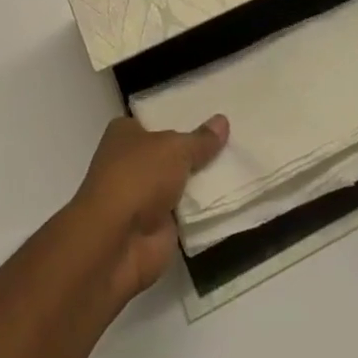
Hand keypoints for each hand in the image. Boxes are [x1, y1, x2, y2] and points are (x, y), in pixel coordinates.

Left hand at [69, 114, 228, 302]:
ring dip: (202, 182)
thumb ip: (200, 139)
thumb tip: (223, 120)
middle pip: (170, 153)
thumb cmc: (138, 177)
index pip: (156, 120)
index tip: (210, 114)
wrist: (117, 242)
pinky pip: (187, 213)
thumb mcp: (174, 149)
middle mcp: (131, 162)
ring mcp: (144, 197)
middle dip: (196, 150)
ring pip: (180, 183)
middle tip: (233, 138)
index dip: (180, 118)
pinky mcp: (157, 228)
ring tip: (240, 165)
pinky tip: (232, 197)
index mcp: (125, 134)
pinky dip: (204, 209)